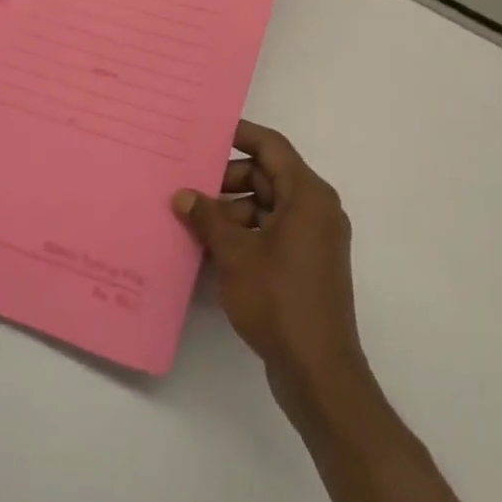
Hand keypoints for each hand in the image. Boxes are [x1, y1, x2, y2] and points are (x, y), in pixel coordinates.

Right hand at [173, 120, 368, 411]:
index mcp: (308, 195)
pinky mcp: (307, 264)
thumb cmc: (279, 300)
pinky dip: (245, 233)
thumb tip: (183, 195)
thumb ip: (208, 218)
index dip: (241, 134)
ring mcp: (314, 239)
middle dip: (228, 180)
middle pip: (268, 177)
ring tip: (193, 221)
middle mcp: (316, 209)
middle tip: (189, 186)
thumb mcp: (235, 254)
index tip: (207, 130)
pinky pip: (272, 232)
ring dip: (232, 210)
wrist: (318, 371)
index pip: (272, 147)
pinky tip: (211, 246)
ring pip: (267, 206)